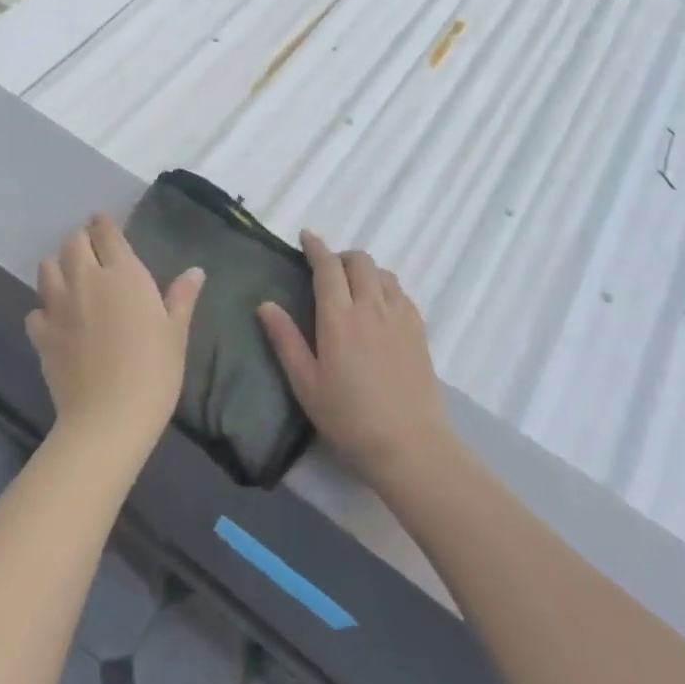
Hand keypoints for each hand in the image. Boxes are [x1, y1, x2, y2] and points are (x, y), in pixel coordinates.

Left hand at [28, 215, 202, 467]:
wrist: (109, 418)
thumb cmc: (154, 371)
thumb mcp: (176, 333)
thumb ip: (181, 297)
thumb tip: (195, 271)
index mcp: (123, 274)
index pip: (107, 233)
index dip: (104, 224)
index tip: (104, 222)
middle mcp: (87, 280)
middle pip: (73, 243)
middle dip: (81, 240)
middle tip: (91, 249)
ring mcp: (59, 306)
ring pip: (47, 268)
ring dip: (58, 265)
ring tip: (69, 276)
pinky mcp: (42, 335)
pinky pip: (35, 310)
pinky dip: (44, 309)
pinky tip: (55, 320)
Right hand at [257, 232, 451, 491]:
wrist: (409, 445)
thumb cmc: (349, 418)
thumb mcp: (306, 384)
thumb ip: (285, 340)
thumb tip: (265, 305)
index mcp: (339, 318)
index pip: (327, 267)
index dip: (316, 247)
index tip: (306, 237)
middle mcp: (371, 307)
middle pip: (359, 261)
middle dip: (341, 256)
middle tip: (327, 270)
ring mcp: (399, 316)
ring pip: (383, 273)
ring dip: (365, 269)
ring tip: (354, 287)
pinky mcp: (419, 330)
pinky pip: (401, 292)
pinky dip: (386, 286)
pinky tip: (380, 306)